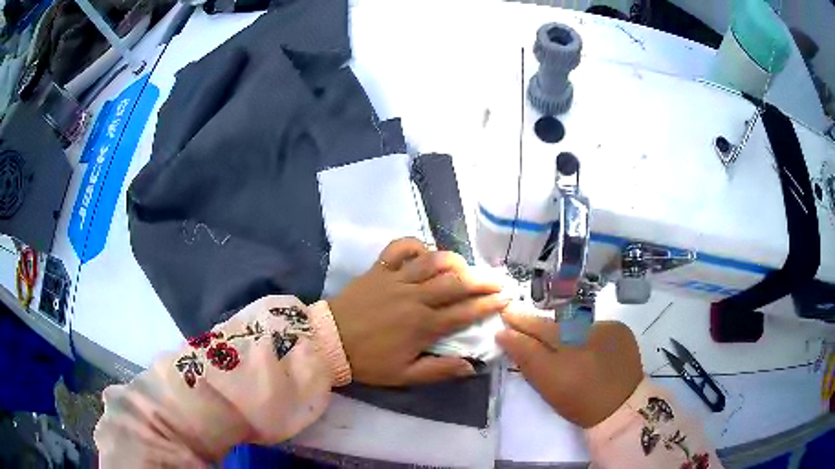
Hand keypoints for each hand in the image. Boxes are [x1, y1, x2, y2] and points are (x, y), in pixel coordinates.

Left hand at [328, 238, 508, 386]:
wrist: (329, 341)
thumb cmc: (368, 361)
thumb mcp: (405, 375)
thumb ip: (439, 370)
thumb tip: (471, 365)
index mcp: (424, 325)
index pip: (465, 312)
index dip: (489, 304)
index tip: (506, 298)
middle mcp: (415, 297)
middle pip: (456, 283)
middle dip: (483, 280)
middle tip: (499, 279)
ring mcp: (396, 279)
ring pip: (433, 261)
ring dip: (454, 261)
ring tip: (466, 266)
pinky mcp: (379, 269)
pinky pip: (399, 248)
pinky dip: (415, 245)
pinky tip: (424, 251)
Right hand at [496, 312, 642, 427]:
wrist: (622, 407)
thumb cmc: (579, 403)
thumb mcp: (547, 386)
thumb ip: (526, 359)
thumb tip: (505, 335)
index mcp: (565, 355)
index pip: (534, 332)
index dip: (518, 323)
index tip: (505, 315)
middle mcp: (586, 335)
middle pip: (552, 324)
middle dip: (534, 322)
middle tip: (516, 315)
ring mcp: (606, 330)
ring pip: (573, 324)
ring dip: (560, 328)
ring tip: (551, 336)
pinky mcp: (620, 330)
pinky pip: (593, 326)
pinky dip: (584, 333)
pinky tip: (583, 344)